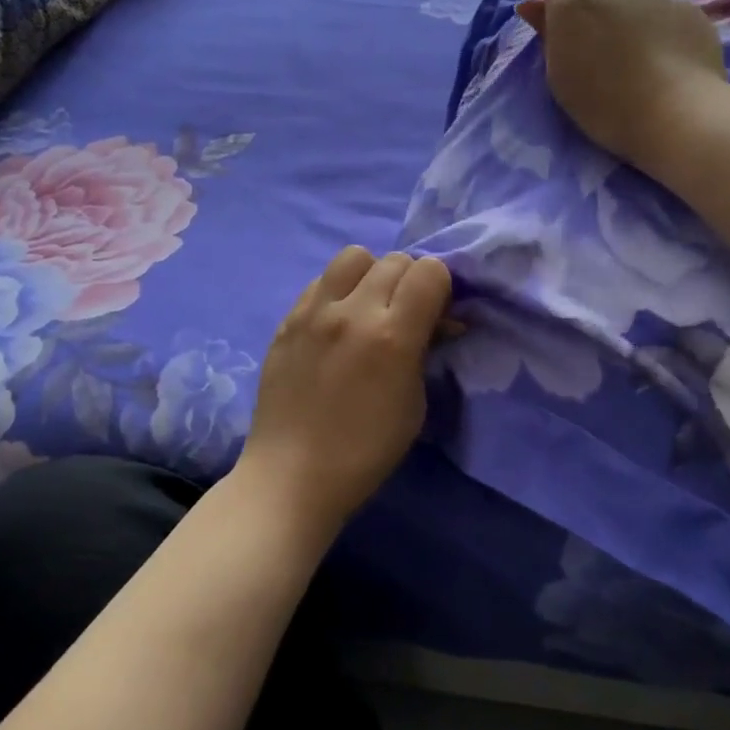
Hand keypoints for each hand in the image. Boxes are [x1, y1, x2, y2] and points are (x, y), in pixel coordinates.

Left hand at [238, 247, 452, 535]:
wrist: (293, 473)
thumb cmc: (365, 450)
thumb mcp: (414, 404)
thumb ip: (425, 350)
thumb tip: (438, 321)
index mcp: (392, 336)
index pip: (430, 271)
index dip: (441, 287)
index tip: (437, 312)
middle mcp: (352, 312)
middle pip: (395, 259)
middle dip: (410, 280)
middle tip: (406, 311)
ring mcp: (314, 311)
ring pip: (354, 256)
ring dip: (371, 273)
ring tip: (368, 305)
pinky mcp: (288, 318)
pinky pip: (321, 280)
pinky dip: (338, 290)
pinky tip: (336, 321)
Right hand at [516, 0, 725, 174]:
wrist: (675, 115)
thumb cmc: (604, 104)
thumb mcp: (560, 76)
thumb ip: (547, 34)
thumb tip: (532, 5)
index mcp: (576, 3)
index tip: (565, 25)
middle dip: (598, 15)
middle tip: (605, 57)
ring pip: (635, 4)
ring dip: (631, 23)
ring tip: (641, 65)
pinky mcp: (690, 10)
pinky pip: (666, 16)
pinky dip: (663, 33)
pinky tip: (669, 64)